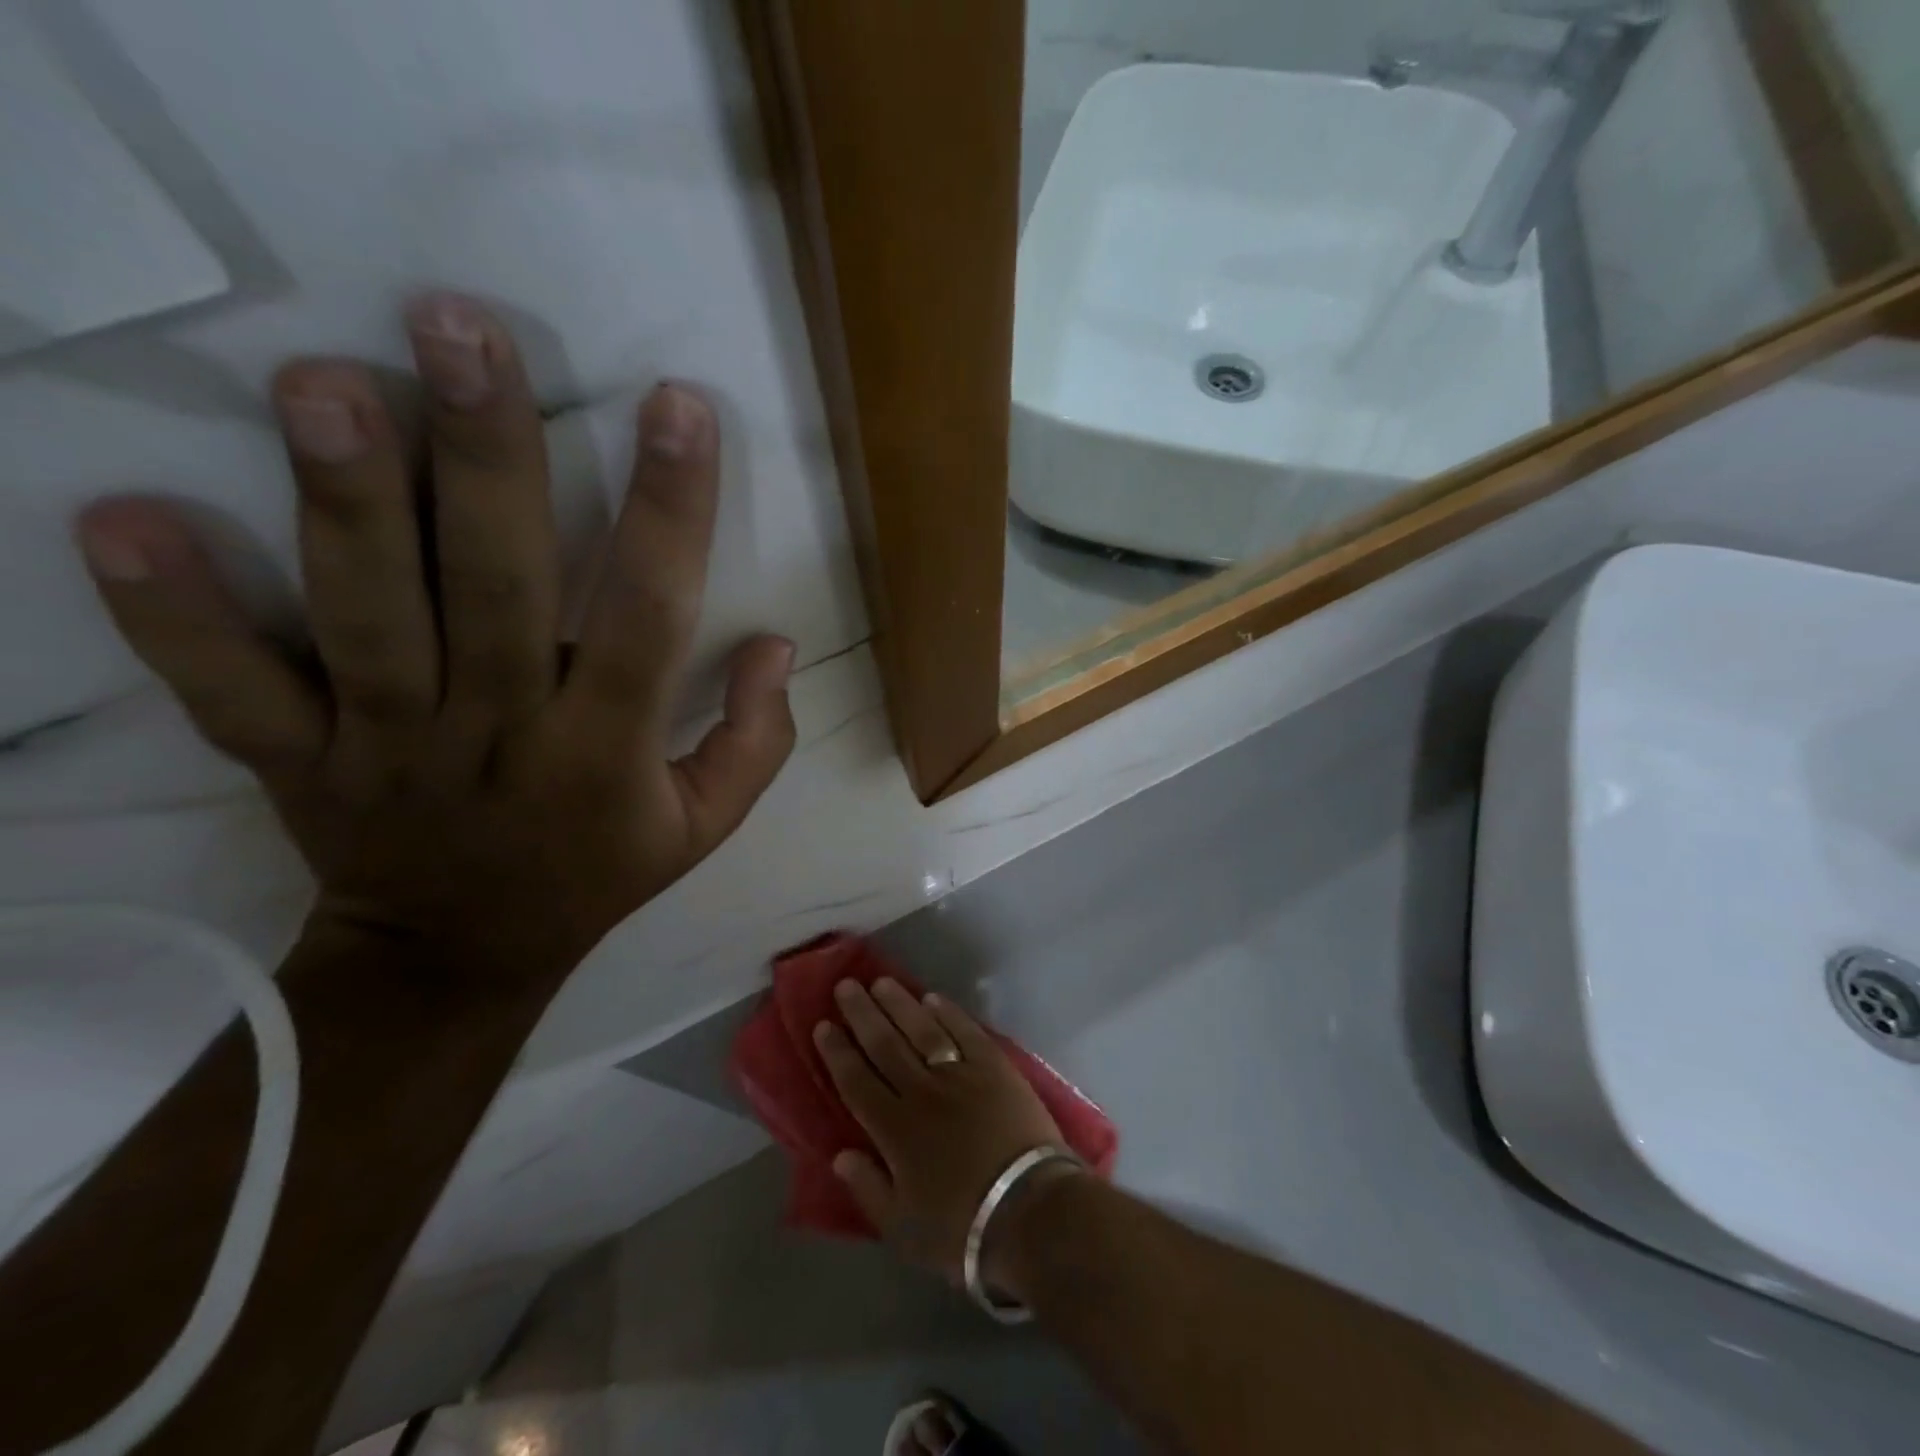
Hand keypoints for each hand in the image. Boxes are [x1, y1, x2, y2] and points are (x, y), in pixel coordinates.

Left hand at [75, 294, 796, 989]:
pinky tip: (124, 522)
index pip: (649, 618)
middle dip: (486, 458)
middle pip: (494, 589)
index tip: (677, 410)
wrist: (460, 956)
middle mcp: (502, 735)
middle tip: (459, 329)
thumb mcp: (706, 825)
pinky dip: (175, 619)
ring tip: (325, 380)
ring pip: (367, 619)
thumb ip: (756, 739)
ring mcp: (389, 747)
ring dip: (342, 502)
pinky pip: (231, 693)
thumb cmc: (598, 872)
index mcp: (608, 751)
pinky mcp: (299, 761)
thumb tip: (777, 644)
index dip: (670, 513)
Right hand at [813, 979, 1072, 1289]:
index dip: (838, 1052)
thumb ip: (868, 1187)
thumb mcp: (902, 1229)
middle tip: (845, 986)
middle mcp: (922, 1091)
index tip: (823, 1025)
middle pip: (885, 1044)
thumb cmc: (962, 1229)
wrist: (1031, 1212)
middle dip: (862, 1013)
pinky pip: (965, 1031)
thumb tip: (839, 1153)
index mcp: (895, 1129)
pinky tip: (932, 998)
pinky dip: (947, 1012)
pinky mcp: (995, 1067)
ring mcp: (961, 1074)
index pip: (857, 1081)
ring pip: (922, 1029)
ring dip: (899, 1004)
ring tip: (881, 982)